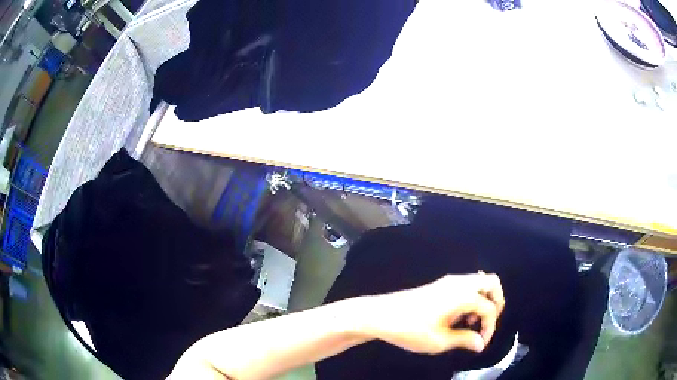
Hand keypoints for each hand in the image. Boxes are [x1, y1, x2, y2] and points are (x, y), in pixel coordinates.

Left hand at [361, 273, 504, 354]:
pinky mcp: (440, 284)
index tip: (481, 344)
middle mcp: (460, 282)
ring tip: (470, 322)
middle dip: (496, 303)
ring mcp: (449, 281)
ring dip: (483, 299)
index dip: (490, 328)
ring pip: (479, 281)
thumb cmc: (411, 330)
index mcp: (464, 295)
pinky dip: (472, 296)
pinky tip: (459, 315)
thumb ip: (465, 340)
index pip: (490, 308)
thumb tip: (480, 344)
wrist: (380, 315)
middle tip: (486, 324)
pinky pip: (466, 284)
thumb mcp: (440, 341)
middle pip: (492, 283)